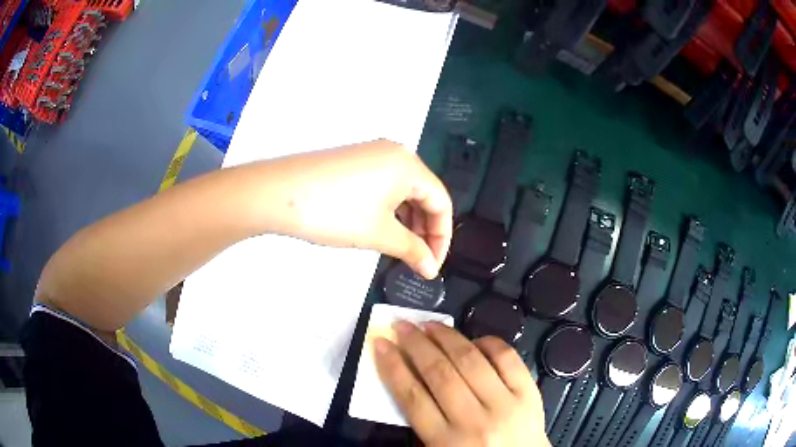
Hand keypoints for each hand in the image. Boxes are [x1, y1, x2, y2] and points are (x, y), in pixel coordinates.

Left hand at [274, 139, 451, 277]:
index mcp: (409, 165)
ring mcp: (372, 154)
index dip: (442, 238)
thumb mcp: (379, 234)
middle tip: (417, 260)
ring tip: (400, 249)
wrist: (278, 193)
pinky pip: (384, 186)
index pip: (441, 202)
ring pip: (403, 191)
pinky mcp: (354, 161)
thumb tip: (431, 270)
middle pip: (424, 194)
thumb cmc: (335, 212)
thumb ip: (413, 251)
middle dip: (425, 230)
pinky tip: (381, 228)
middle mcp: (395, 153)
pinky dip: (389, 209)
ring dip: (407, 222)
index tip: (432, 265)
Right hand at [373, 321, 549, 446]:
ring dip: (447, 337)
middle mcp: (474, 421)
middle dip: (416, 344)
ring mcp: (505, 404)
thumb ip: (423, 421)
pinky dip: (488, 342)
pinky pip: (507, 358)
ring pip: (470, 361)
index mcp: (446, 442)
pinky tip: (474, 339)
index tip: (381, 344)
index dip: (393, 366)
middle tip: (402, 325)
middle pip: (439, 373)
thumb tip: (407, 377)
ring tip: (431, 325)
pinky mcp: (529, 393)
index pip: (412, 397)